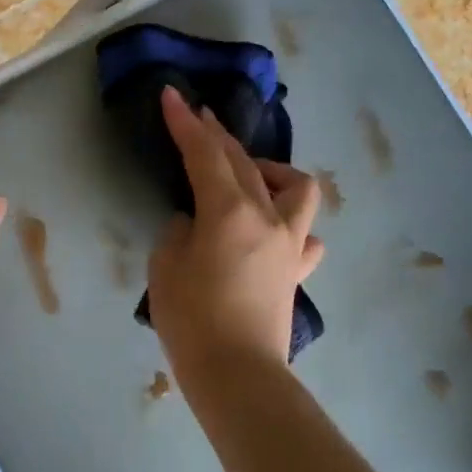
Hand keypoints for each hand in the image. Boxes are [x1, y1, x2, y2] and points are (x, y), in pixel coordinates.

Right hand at [147, 85, 324, 381]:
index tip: (172, 96)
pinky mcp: (296, 273)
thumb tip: (194, 224)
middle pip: (245, 162)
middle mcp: (266, 217)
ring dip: (273, 171)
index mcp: (228, 211)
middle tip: (198, 118)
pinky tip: (275, 232)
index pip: (204, 154)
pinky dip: (291, 224)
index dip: (185, 123)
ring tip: (251, 176)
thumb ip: (179, 233)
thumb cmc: (192, 320)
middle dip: (218, 136)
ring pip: (297, 188)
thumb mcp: (165, 268)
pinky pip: (305, 237)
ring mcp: (289, 244)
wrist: (238, 376)